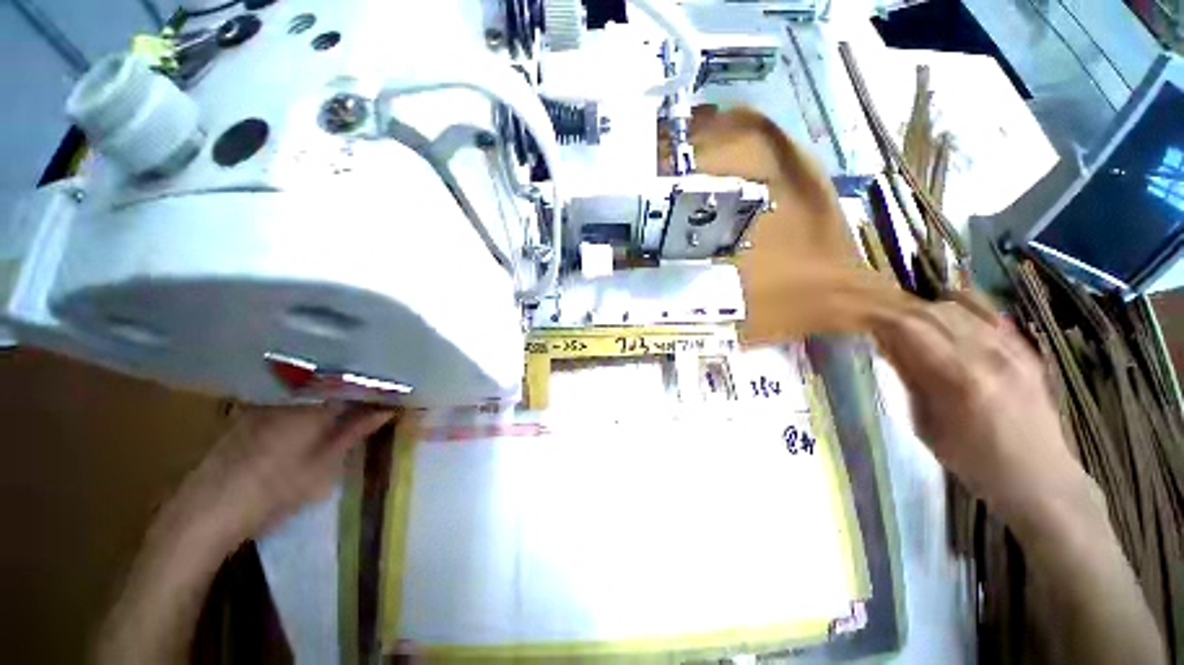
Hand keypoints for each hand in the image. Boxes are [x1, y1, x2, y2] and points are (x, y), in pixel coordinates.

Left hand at [177, 405, 393, 542]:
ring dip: (334, 397)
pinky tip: (315, 420)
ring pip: (311, 392)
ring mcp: (266, 403)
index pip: (355, 385)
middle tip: (376, 403)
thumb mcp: (324, 464)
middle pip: (333, 385)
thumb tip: (387, 410)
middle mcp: (289, 395)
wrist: (207, 511)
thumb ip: (355, 432)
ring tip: (353, 409)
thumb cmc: (274, 490)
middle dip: (357, 391)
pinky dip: (310, 405)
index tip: (392, 396)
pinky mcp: (249, 414)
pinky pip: (291, 400)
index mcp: (312, 404)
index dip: (375, 390)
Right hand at [871, 295, 1093, 530]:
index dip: (881, 319)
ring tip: (912, 324)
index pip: (910, 327)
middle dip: (900, 312)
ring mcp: (1013, 350)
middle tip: (882, 323)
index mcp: (958, 378)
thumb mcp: (925, 423)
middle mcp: (988, 355)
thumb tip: (888, 344)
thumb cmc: (972, 460)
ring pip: (960, 307)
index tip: (863, 321)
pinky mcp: (1026, 350)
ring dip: (927, 311)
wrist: (1038, 478)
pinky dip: (961, 310)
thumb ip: (909, 378)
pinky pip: (988, 314)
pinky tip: (947, 320)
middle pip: (933, 312)